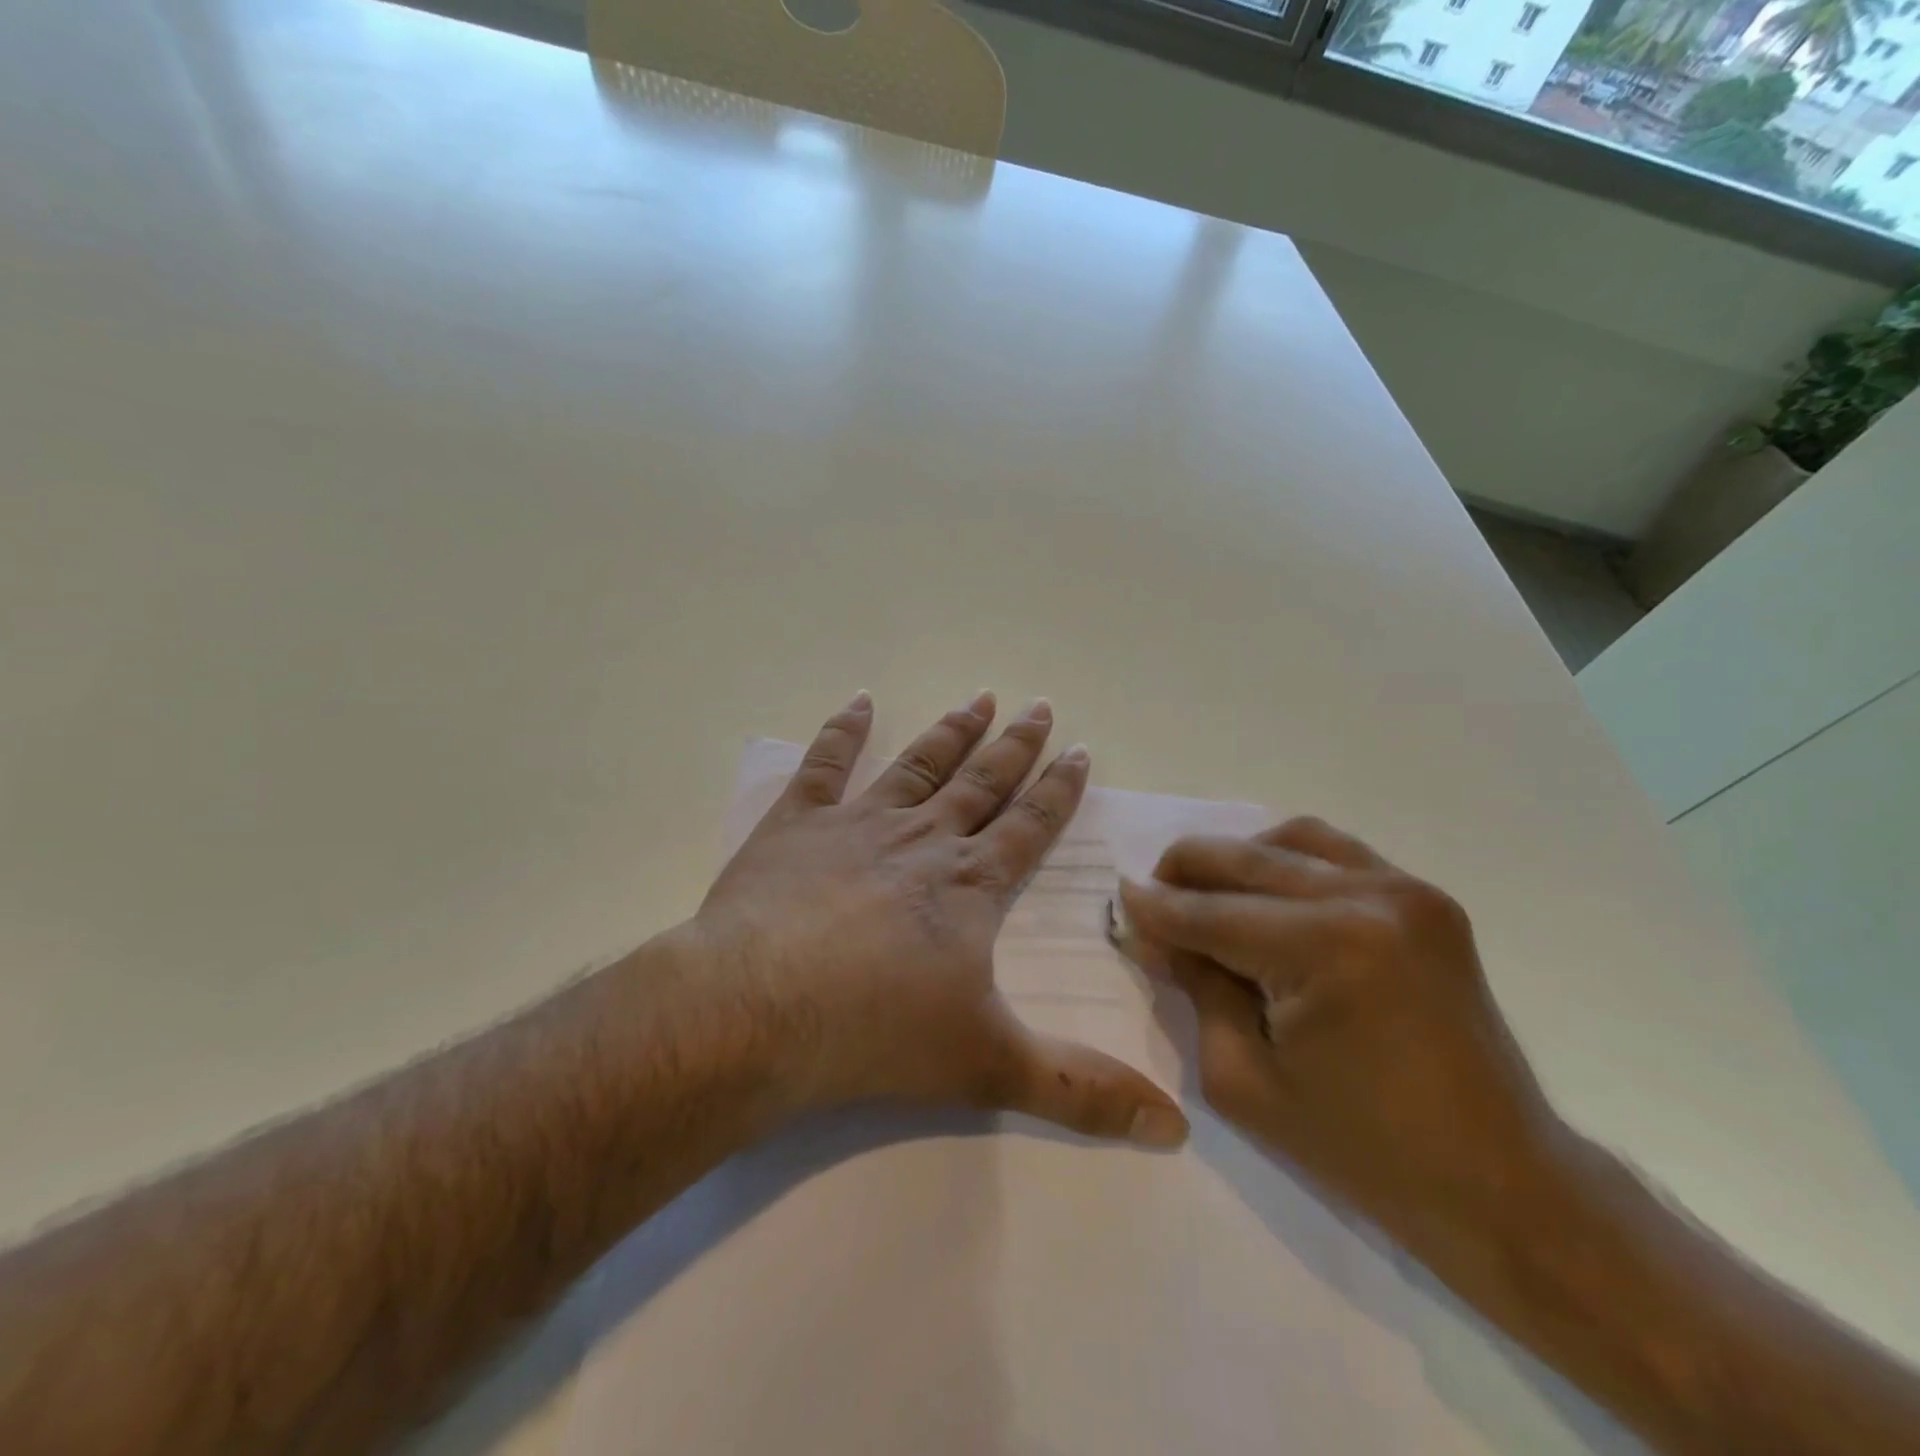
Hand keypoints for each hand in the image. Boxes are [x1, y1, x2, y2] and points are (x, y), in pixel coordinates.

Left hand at [688, 690, 1188, 1147]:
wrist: (758, 1012)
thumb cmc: (876, 1034)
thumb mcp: (989, 1067)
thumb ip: (1081, 1091)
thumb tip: (1175, 1128)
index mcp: (969, 884)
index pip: (1029, 826)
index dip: (1058, 789)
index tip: (1078, 750)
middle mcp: (923, 840)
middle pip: (981, 782)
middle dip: (1015, 746)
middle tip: (1038, 706)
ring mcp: (857, 824)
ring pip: (918, 764)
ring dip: (951, 731)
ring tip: (978, 698)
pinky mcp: (796, 825)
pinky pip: (824, 764)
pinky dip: (843, 731)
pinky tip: (860, 701)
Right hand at [1119, 819, 1566, 1259]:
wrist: (1499, 1179)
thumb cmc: (1361, 1147)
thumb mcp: (1243, 1078)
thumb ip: (1196, 989)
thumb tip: (1158, 933)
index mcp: (1324, 949)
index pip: (1210, 913)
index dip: (1156, 907)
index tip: (1118, 899)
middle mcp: (1368, 898)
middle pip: (1245, 860)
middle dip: (1184, 871)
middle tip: (1150, 893)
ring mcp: (1405, 890)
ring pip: (1289, 840)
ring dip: (1236, 859)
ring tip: (1206, 891)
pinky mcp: (1424, 899)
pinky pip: (1336, 852)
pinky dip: (1287, 860)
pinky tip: (1265, 891)